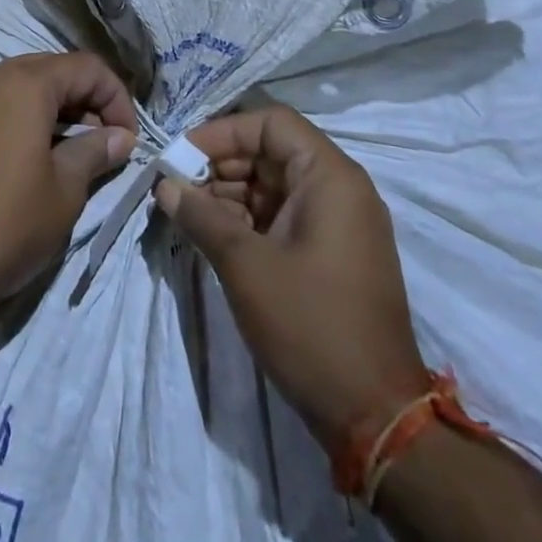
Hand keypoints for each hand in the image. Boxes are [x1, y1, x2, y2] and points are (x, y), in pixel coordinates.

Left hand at [0, 52, 137, 312]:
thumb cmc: (9, 224)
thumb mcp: (66, 190)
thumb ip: (95, 151)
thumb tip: (119, 137)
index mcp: (23, 84)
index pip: (85, 67)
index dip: (116, 97)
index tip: (127, 139)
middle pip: (47, 70)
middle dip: (81, 99)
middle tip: (100, 141)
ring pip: (12, 86)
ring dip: (46, 109)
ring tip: (62, 150)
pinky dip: (11, 119)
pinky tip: (18, 158)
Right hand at [154, 102, 427, 445]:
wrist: (377, 417)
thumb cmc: (310, 325)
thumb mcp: (244, 265)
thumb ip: (200, 215)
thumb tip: (164, 185)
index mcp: (330, 177)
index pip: (271, 124)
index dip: (222, 132)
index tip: (182, 156)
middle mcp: (341, 189)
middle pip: (272, 152)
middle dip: (221, 165)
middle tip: (178, 189)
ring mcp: (340, 223)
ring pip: (275, 185)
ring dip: (231, 194)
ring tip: (190, 215)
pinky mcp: (334, 254)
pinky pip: (285, 216)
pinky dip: (250, 219)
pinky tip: (215, 237)